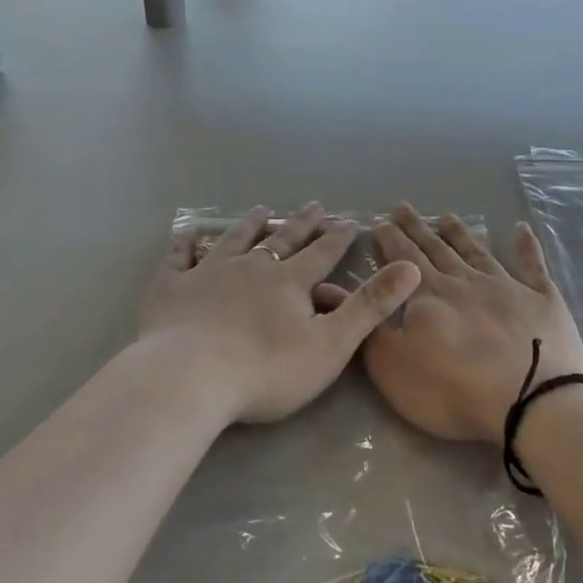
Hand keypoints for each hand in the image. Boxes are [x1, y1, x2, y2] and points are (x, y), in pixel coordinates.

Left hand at [138, 203, 421, 424]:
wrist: (190, 377)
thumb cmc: (266, 369)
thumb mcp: (331, 344)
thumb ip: (370, 306)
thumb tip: (411, 267)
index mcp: (289, 281)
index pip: (321, 253)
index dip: (337, 237)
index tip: (347, 220)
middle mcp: (251, 266)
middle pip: (281, 239)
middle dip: (301, 223)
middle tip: (314, 204)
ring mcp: (208, 272)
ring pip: (234, 240)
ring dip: (250, 224)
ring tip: (261, 209)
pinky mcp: (172, 287)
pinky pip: (179, 258)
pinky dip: (185, 244)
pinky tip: (187, 234)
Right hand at [350, 205, 582, 445]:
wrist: (532, 404)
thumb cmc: (453, 389)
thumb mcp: (392, 365)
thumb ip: (365, 323)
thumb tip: (329, 288)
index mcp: (428, 294)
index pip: (402, 258)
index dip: (388, 239)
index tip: (379, 221)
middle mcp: (465, 280)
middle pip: (436, 248)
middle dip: (417, 228)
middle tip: (403, 207)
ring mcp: (507, 287)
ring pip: (477, 252)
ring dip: (461, 234)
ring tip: (448, 217)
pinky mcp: (542, 301)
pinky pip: (532, 266)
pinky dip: (527, 246)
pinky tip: (522, 229)